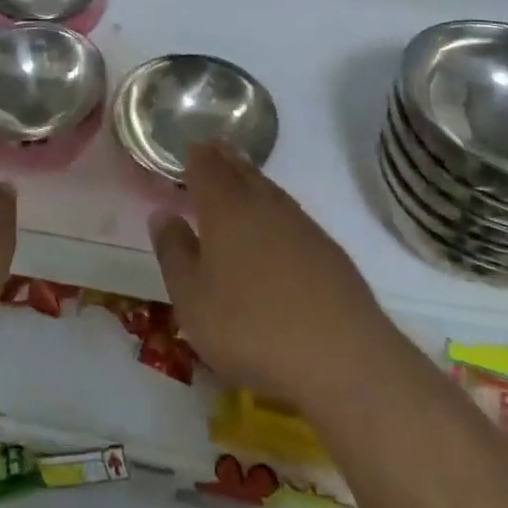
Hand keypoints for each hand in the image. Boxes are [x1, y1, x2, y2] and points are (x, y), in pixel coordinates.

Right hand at [152, 142, 384, 414]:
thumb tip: (163, 214)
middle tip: (211, 151)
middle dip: (223, 159)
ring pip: (268, 190)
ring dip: (250, 180)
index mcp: (225, 208)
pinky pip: (290, 214)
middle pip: (240, 170)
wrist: (343, 359)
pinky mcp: (328, 250)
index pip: (207, 167)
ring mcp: (300, 224)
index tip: (189, 149)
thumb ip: (174, 252)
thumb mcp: (192, 299)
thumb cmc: (251, 327)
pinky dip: (274, 208)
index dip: (196, 156)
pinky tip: (274, 226)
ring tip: (239, 179)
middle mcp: (263, 204)